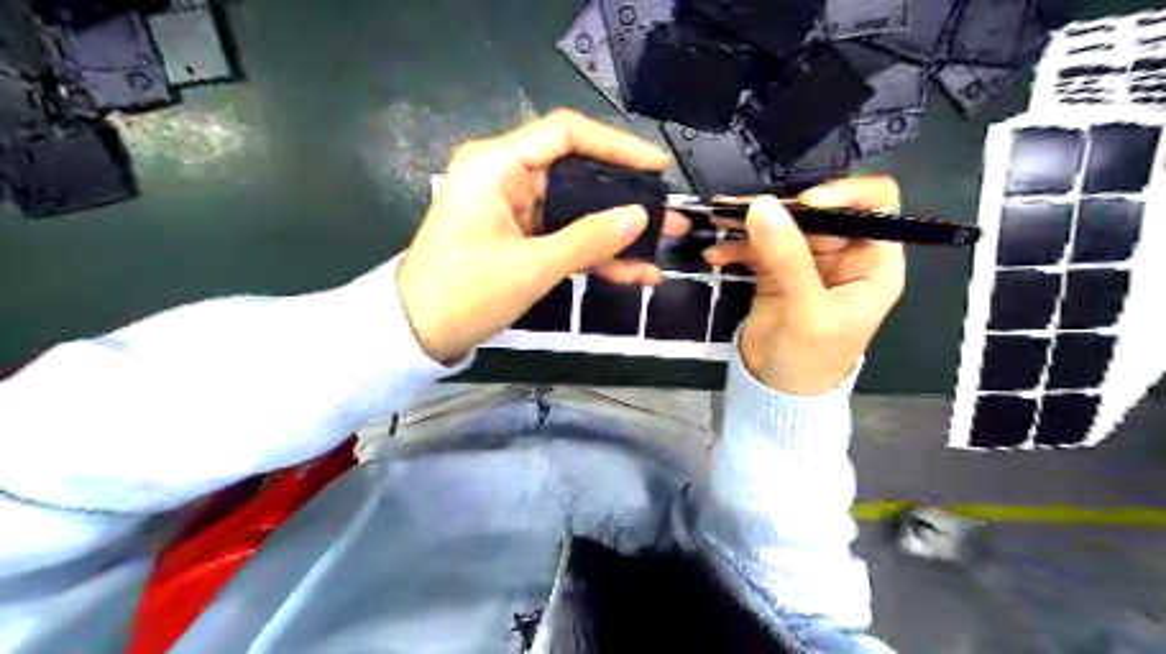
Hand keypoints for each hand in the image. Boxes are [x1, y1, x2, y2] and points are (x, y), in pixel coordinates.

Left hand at [401, 107, 688, 362]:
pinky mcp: (518, 239)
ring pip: (575, 212)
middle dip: (625, 198)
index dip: (617, 146)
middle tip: (669, 213)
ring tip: (661, 247)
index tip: (657, 167)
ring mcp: (514, 210)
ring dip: (615, 233)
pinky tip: (632, 273)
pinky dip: (593, 254)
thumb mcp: (531, 267)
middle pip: (577, 174)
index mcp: (497, 166)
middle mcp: (505, 177)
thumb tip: (640, 216)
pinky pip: (564, 238)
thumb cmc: (464, 294)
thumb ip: (589, 239)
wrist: (416, 335)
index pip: (566, 134)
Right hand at [700, 176, 910, 394]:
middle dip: (783, 209)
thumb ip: (787, 257)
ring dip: (751, 224)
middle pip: (819, 211)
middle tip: (743, 211)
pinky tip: (715, 256)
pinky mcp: (776, 271)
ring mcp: (807, 261)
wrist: (778, 391)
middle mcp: (844, 254)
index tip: (803, 203)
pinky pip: (758, 247)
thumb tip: (762, 205)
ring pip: (784, 225)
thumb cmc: (811, 358)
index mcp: (872, 262)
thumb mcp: (806, 310)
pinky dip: (737, 247)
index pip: (875, 205)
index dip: (844, 195)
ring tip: (719, 221)